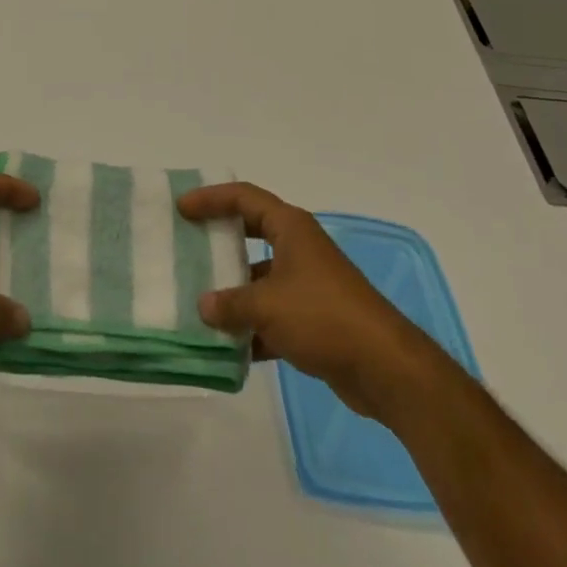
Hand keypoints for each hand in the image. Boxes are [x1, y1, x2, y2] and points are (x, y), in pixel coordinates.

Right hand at [177, 181, 444, 424]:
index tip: (182, 208)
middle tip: (187, 245)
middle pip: (251, 233)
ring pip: (260, 279)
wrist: (385, 368)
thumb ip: (231, 304)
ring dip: (234, 292)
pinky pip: (272, 315)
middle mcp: (299, 248)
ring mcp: (308, 284)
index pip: (243, 198)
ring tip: (197, 302)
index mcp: (290, 228)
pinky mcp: (314, 320)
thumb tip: (204, 306)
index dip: (211, 198)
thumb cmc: (323, 317)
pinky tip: (227, 348)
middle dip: (220, 241)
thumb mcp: (268, 306)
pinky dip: (252, 328)